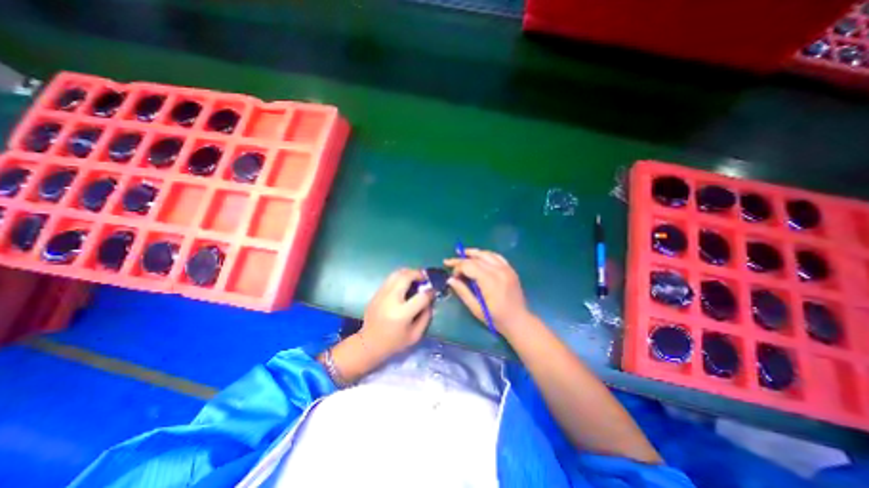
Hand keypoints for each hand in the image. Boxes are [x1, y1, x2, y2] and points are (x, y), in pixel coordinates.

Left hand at [358, 268, 432, 363]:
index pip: (421, 297)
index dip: (430, 292)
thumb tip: (430, 300)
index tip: (433, 292)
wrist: (369, 344)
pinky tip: (404, 285)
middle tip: (424, 278)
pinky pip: (390, 279)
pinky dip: (400, 278)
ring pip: (396, 274)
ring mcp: (381, 295)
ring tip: (415, 278)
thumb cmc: (394, 342)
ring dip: (408, 273)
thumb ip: (425, 317)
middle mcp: (391, 300)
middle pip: (406, 277)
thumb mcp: (415, 335)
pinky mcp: (376, 293)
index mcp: (402, 314)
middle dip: (418, 274)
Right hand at [444, 247, 532, 334]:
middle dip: (462, 259)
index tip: (452, 276)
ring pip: (487, 254)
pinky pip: (496, 256)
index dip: (458, 267)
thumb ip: (463, 292)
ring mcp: (506, 269)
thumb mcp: (476, 308)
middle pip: (476, 258)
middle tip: (450, 262)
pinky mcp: (510, 269)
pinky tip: (480, 256)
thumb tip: (450, 279)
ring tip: (462, 252)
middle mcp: (498, 271)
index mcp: (490, 281)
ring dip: (473, 253)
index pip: (469, 266)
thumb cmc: (496, 318)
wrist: (518, 320)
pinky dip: (486, 254)